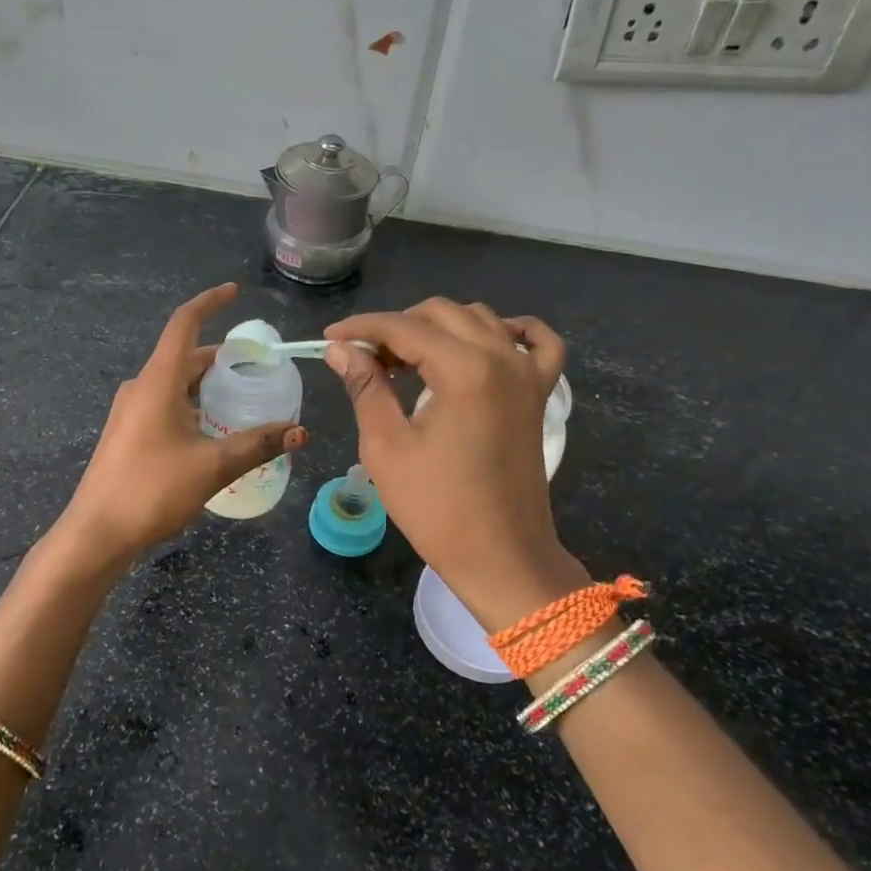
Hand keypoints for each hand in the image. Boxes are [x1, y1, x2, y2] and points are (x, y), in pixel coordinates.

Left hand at [57, 283, 305, 565]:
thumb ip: (257, 444)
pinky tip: (216, 429)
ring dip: (209, 384)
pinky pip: (167, 403)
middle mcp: (141, 387)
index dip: (210, 302)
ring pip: (177, 383)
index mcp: (157, 381)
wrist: (96, 534)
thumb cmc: (151, 490)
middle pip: (186, 356)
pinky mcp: (130, 432)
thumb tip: (301, 431)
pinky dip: (195, 404)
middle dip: (222, 356)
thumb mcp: (212, 466)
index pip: (184, 324)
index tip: (235, 292)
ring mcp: (132, 411)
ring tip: (245, 397)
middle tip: (260, 366)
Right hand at [324, 299, 586, 630]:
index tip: (330, 339)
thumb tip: (341, 350)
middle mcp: (503, 358)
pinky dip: (510, 331)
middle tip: (364, 358)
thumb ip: (366, 387)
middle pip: (442, 314)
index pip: (404, 328)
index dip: (362, 328)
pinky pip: (538, 343)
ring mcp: (528, 374)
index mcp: (465, 370)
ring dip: (439, 327)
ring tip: (406, 359)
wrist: (501, 556)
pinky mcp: (540, 394)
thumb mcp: (387, 447)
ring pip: (480, 319)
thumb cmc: (437, 508)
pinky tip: (486, 342)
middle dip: (397, 327)